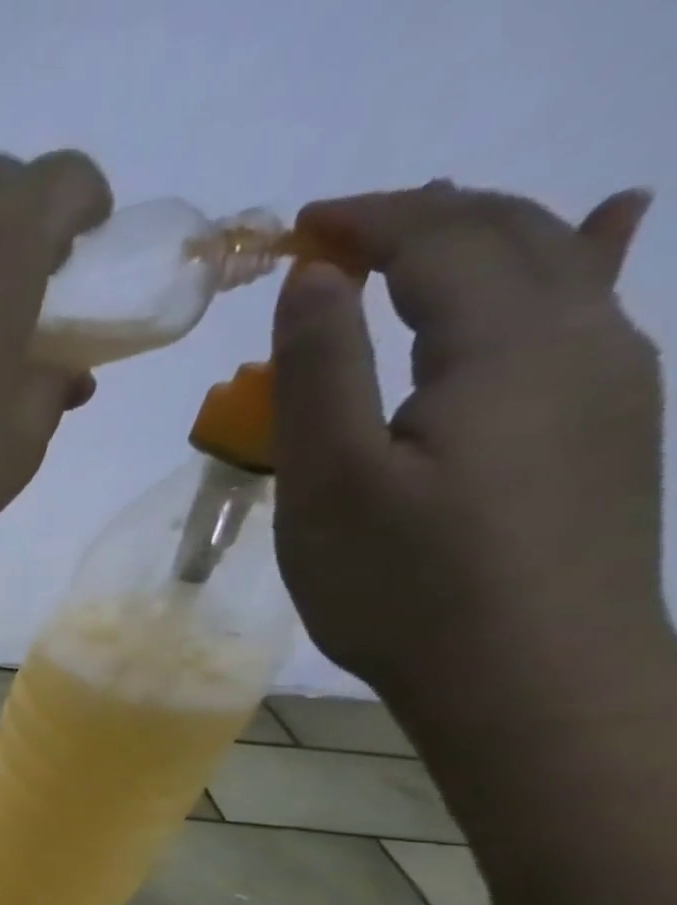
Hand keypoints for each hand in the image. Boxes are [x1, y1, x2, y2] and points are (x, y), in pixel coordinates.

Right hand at [270, 181, 664, 715]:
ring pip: (560, 264)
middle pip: (508, 236)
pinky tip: (613, 223)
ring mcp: (613, 381)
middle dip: (422, 216)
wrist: (531, 679)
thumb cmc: (406, 584)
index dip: (368, 220)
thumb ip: (321, 370)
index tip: (299, 225)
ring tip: (434, 219)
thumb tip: (314, 274)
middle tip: (341, 228)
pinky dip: (585, 255)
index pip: (438, 241)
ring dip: (487, 231)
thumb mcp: (330, 482)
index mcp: (502, 345)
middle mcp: (581, 338)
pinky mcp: (612, 427)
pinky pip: (596, 310)